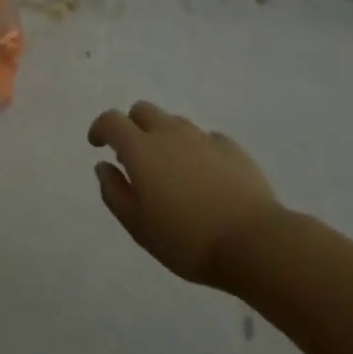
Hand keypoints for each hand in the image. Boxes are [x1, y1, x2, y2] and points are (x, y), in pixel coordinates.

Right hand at [88, 100, 282, 287]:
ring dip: (164, 136)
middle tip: (134, 156)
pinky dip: (196, 149)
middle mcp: (170, 133)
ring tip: (171, 169)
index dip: (100, 128)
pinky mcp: (232, 148)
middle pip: (143, 111)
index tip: (97, 144)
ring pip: (174, 122)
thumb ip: (114, 193)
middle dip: (132, 126)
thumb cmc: (188, 240)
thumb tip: (103, 166)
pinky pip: (205, 138)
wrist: (255, 242)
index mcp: (141, 149)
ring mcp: (203, 138)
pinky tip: (204, 175)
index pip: (112, 121)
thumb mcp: (139, 227)